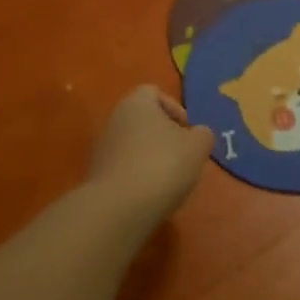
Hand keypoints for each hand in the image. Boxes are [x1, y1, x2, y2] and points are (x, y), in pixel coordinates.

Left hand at [86, 84, 213, 224]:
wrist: (118, 207)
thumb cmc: (162, 165)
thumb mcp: (197, 147)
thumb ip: (203, 135)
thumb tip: (198, 135)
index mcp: (137, 103)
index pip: (154, 92)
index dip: (175, 108)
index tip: (188, 131)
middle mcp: (114, 119)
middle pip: (143, 120)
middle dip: (164, 136)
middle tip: (183, 156)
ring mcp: (102, 148)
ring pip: (133, 145)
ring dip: (151, 158)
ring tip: (169, 180)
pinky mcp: (96, 175)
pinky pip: (123, 168)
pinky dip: (138, 176)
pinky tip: (150, 194)